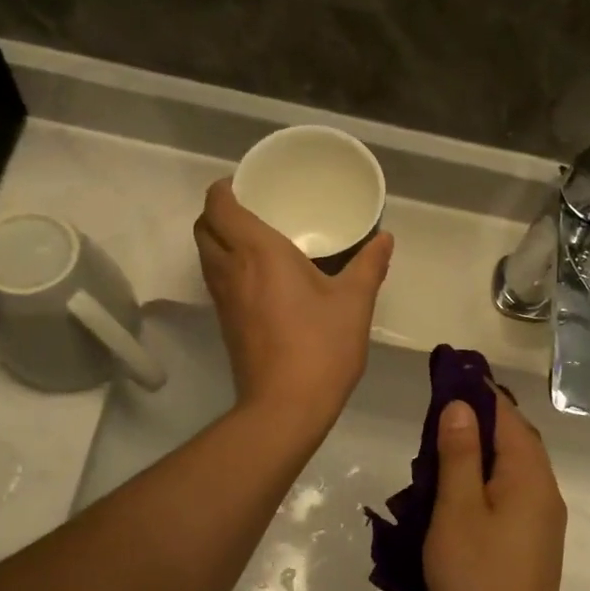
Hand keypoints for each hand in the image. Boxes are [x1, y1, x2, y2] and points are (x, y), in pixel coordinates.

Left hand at [194, 177, 393, 435]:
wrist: (286, 406)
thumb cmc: (321, 346)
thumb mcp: (354, 302)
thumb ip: (369, 265)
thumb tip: (385, 238)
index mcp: (257, 251)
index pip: (219, 205)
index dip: (225, 189)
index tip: (248, 185)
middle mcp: (230, 269)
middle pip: (204, 227)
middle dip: (219, 212)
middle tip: (253, 210)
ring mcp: (223, 299)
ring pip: (206, 255)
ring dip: (220, 240)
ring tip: (256, 240)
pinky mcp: (225, 323)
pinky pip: (216, 280)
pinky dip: (227, 266)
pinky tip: (260, 278)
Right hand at [424, 390, 568, 590]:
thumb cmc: (477, 575)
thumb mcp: (457, 509)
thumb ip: (459, 454)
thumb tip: (461, 406)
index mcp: (529, 475)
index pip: (507, 416)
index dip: (478, 392)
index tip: (449, 376)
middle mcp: (544, 489)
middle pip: (515, 438)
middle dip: (479, 419)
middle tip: (438, 412)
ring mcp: (542, 517)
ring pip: (512, 466)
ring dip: (481, 449)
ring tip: (441, 446)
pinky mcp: (534, 539)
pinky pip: (511, 490)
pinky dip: (486, 476)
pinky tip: (459, 490)